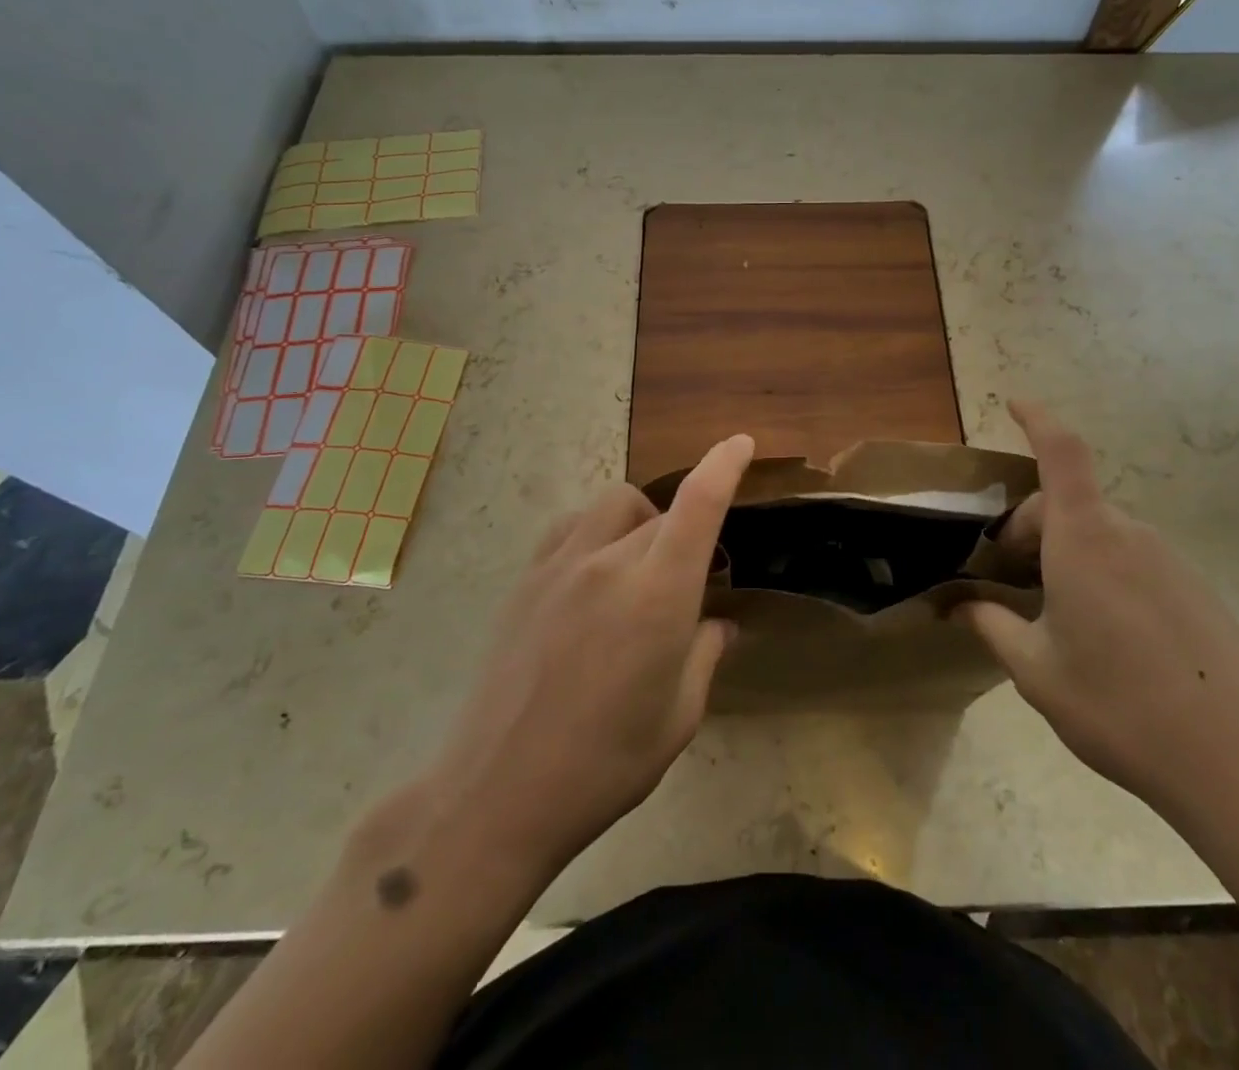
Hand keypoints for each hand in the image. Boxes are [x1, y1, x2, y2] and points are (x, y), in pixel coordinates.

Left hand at [423, 435, 753, 875]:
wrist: (497, 794)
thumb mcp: (678, 717)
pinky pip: (572, 526)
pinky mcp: (526, 579)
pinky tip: (593, 572)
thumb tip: (718, 624)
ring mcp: (561, 565)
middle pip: (662, 514)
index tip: (741, 443)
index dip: (724, 464)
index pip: (699, 503)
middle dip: (686, 534)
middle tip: (689, 581)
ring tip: (639, 567)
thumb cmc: (605, 765)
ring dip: (641, 521)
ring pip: (614, 505)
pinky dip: (596, 531)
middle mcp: (610, 562)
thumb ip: (704, 655)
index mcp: (658, 594)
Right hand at [959, 403, 1238, 828]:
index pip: (1061, 453)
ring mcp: (1169, 561)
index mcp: (1084, 540)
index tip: (1014, 402)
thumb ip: (991, 627)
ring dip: (1065, 554)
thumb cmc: (1120, 708)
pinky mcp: (1196, 590)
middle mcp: (1129, 535)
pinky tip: (1105, 636)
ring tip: (1054, 615)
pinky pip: (1133, 560)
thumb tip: (958, 605)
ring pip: (1100, 534)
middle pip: (1068, 504)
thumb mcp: (1037, 671)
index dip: (1038, 419)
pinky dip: (1101, 572)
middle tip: (1009, 583)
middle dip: (1029, 529)